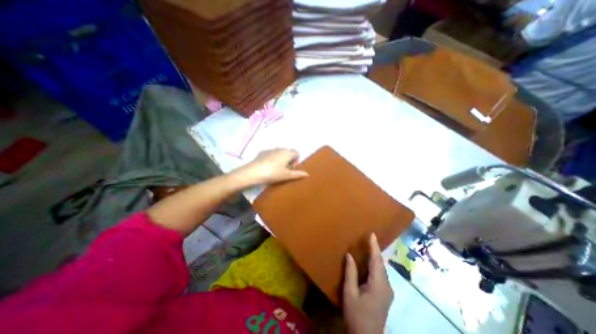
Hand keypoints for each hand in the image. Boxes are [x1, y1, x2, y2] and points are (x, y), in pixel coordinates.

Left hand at [231, 148, 306, 185]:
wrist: (254, 171)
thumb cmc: (273, 173)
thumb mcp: (286, 175)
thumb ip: (297, 174)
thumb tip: (307, 174)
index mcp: (287, 153)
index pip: (296, 152)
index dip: (296, 160)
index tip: (292, 168)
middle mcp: (280, 148)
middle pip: (288, 152)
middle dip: (288, 159)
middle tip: (284, 170)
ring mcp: (270, 149)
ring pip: (279, 152)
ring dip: (280, 158)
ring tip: (276, 169)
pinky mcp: (262, 152)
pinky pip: (271, 153)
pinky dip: (272, 158)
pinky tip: (267, 166)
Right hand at [342, 232, 394, 333]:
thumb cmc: (356, 315)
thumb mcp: (350, 293)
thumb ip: (350, 273)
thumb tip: (349, 255)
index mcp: (378, 284)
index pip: (377, 260)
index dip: (374, 246)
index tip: (372, 234)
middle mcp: (386, 285)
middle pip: (381, 263)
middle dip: (376, 249)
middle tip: (369, 237)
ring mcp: (388, 291)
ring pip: (382, 268)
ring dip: (376, 256)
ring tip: (369, 245)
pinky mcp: (386, 294)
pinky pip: (381, 274)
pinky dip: (376, 264)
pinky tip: (370, 262)